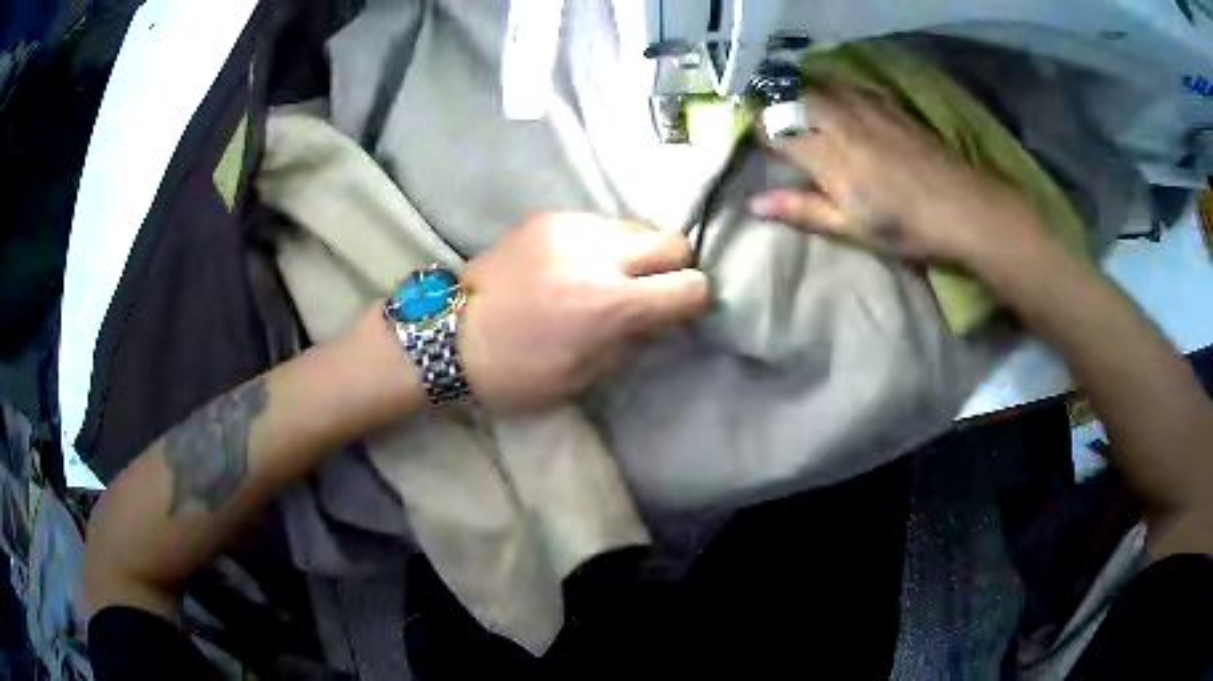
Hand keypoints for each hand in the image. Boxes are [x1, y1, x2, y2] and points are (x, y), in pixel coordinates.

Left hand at [457, 212, 710, 411]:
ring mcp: (573, 228)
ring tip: (603, 275)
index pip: (691, 286)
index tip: (678, 311)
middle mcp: (601, 255)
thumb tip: (660, 320)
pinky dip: (599, 243)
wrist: (449, 335)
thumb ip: (633, 342)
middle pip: (674, 240)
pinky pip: (597, 223)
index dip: (693, 301)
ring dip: (633, 252)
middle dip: (672, 267)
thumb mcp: (584, 376)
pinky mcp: (549, 216)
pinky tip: (571, 265)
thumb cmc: (517, 371)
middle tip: (647, 289)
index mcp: (612, 304)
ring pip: (635, 227)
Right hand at [748, 87, 1046, 264]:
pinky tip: (843, 106)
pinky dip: (836, 93)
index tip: (755, 138)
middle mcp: (839, 121)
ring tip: (805, 112)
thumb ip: (801, 209)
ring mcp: (866, 109)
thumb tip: (753, 203)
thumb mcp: (849, 227)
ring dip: (805, 96)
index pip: (775, 128)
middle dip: (779, 107)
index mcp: (825, 154)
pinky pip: (851, 88)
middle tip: (778, 124)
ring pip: (821, 88)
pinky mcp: (888, 107)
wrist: (960, 206)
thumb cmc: (903, 225)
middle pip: (794, 99)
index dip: (759, 129)